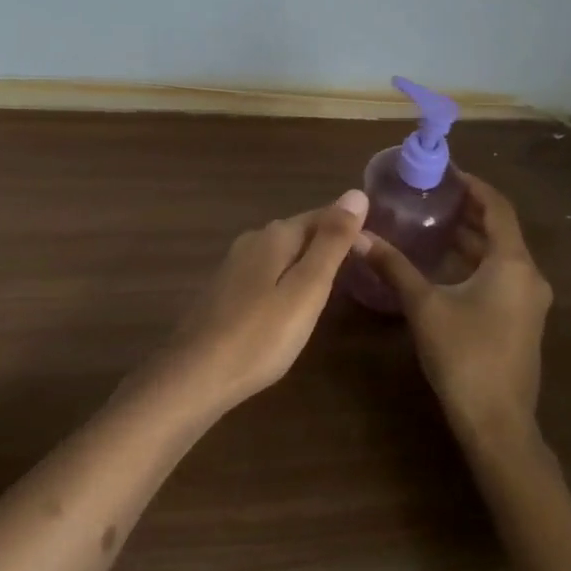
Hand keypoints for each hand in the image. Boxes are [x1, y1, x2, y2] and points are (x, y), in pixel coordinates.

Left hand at [152, 190, 369, 414]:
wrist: (194, 376)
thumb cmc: (260, 335)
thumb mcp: (307, 289)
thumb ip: (331, 243)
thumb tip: (356, 194)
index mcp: (275, 236)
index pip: (322, 215)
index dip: (349, 226)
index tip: (375, 245)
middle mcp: (252, 241)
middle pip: (300, 232)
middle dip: (329, 243)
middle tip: (361, 266)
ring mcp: (234, 265)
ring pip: (282, 254)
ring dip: (307, 262)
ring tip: (334, 284)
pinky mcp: (224, 291)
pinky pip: (267, 273)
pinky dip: (287, 280)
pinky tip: (292, 303)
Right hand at [359, 174, 551, 450]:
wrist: (498, 425)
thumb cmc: (464, 356)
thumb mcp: (424, 305)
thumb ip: (394, 266)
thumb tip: (359, 236)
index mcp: (512, 263)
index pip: (497, 207)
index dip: (473, 185)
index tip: (445, 173)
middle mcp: (528, 276)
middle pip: (500, 229)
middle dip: (468, 210)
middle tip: (432, 195)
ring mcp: (528, 301)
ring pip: (500, 255)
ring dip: (471, 237)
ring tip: (433, 222)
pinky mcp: (522, 320)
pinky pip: (500, 275)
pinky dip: (476, 261)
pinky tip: (445, 264)